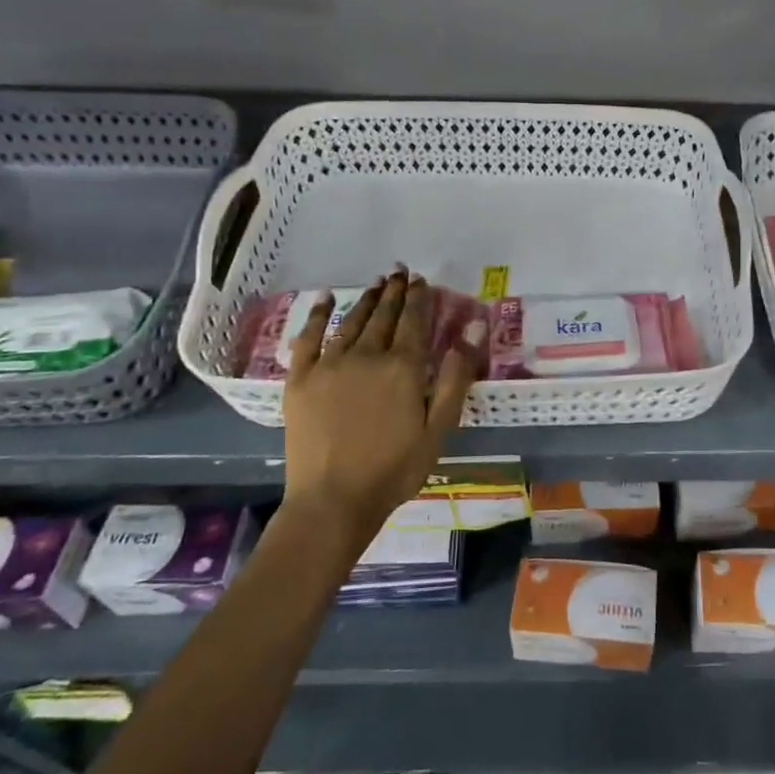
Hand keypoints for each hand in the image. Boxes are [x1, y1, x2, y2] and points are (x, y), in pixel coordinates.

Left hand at [279, 270, 481, 533]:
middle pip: (383, 315)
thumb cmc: (395, 469)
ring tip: (376, 283)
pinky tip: (325, 299)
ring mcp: (329, 365)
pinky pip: (308, 337)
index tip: (422, 281)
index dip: (419, 298)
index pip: (414, 321)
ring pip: (351, 321)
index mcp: (402, 367)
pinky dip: (317, 315)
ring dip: (366, 299)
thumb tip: (474, 325)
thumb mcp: (439, 426)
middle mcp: (366, 355)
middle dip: (394, 292)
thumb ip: (456, 374)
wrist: (333, 501)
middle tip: (399, 272)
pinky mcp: (300, 379)